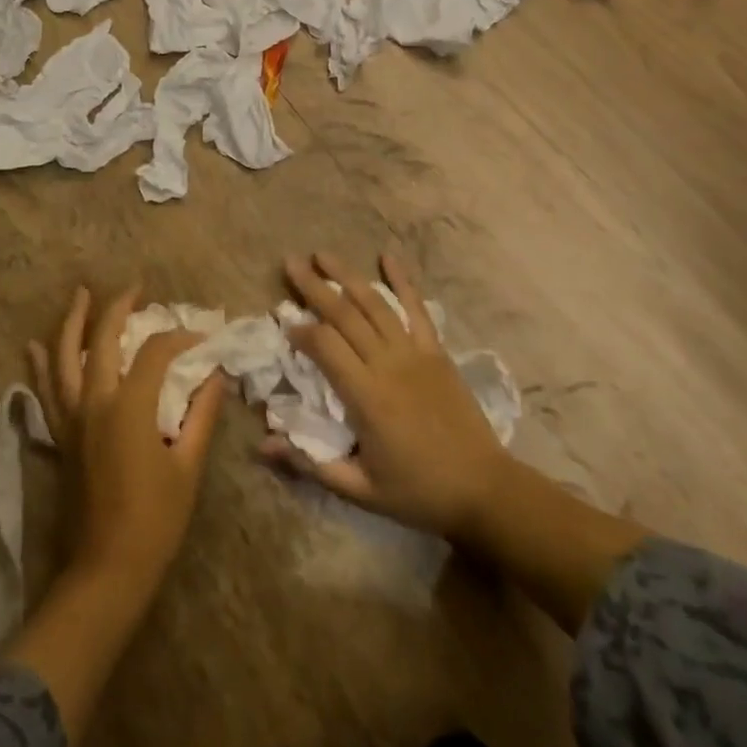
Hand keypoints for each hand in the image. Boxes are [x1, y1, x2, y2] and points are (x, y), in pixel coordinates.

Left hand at [29, 285, 225, 592]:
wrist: (106, 571)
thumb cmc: (155, 521)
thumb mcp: (187, 466)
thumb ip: (202, 414)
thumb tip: (216, 376)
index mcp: (128, 407)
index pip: (156, 352)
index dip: (181, 338)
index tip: (202, 338)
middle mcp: (94, 402)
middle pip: (103, 339)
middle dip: (118, 307)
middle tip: (135, 286)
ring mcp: (71, 418)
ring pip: (64, 357)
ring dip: (72, 322)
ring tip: (80, 294)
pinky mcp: (60, 436)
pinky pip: (46, 391)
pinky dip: (41, 365)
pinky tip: (36, 345)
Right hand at [259, 252, 510, 540]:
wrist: (484, 489)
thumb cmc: (418, 492)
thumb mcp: (359, 489)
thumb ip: (310, 464)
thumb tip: (262, 445)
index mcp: (366, 396)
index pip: (325, 347)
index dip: (301, 331)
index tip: (283, 322)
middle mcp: (388, 364)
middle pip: (345, 314)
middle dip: (314, 287)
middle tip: (290, 263)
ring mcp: (415, 353)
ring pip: (375, 304)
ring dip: (347, 275)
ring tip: (322, 254)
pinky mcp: (436, 351)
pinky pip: (417, 309)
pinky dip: (402, 281)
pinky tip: (387, 257)